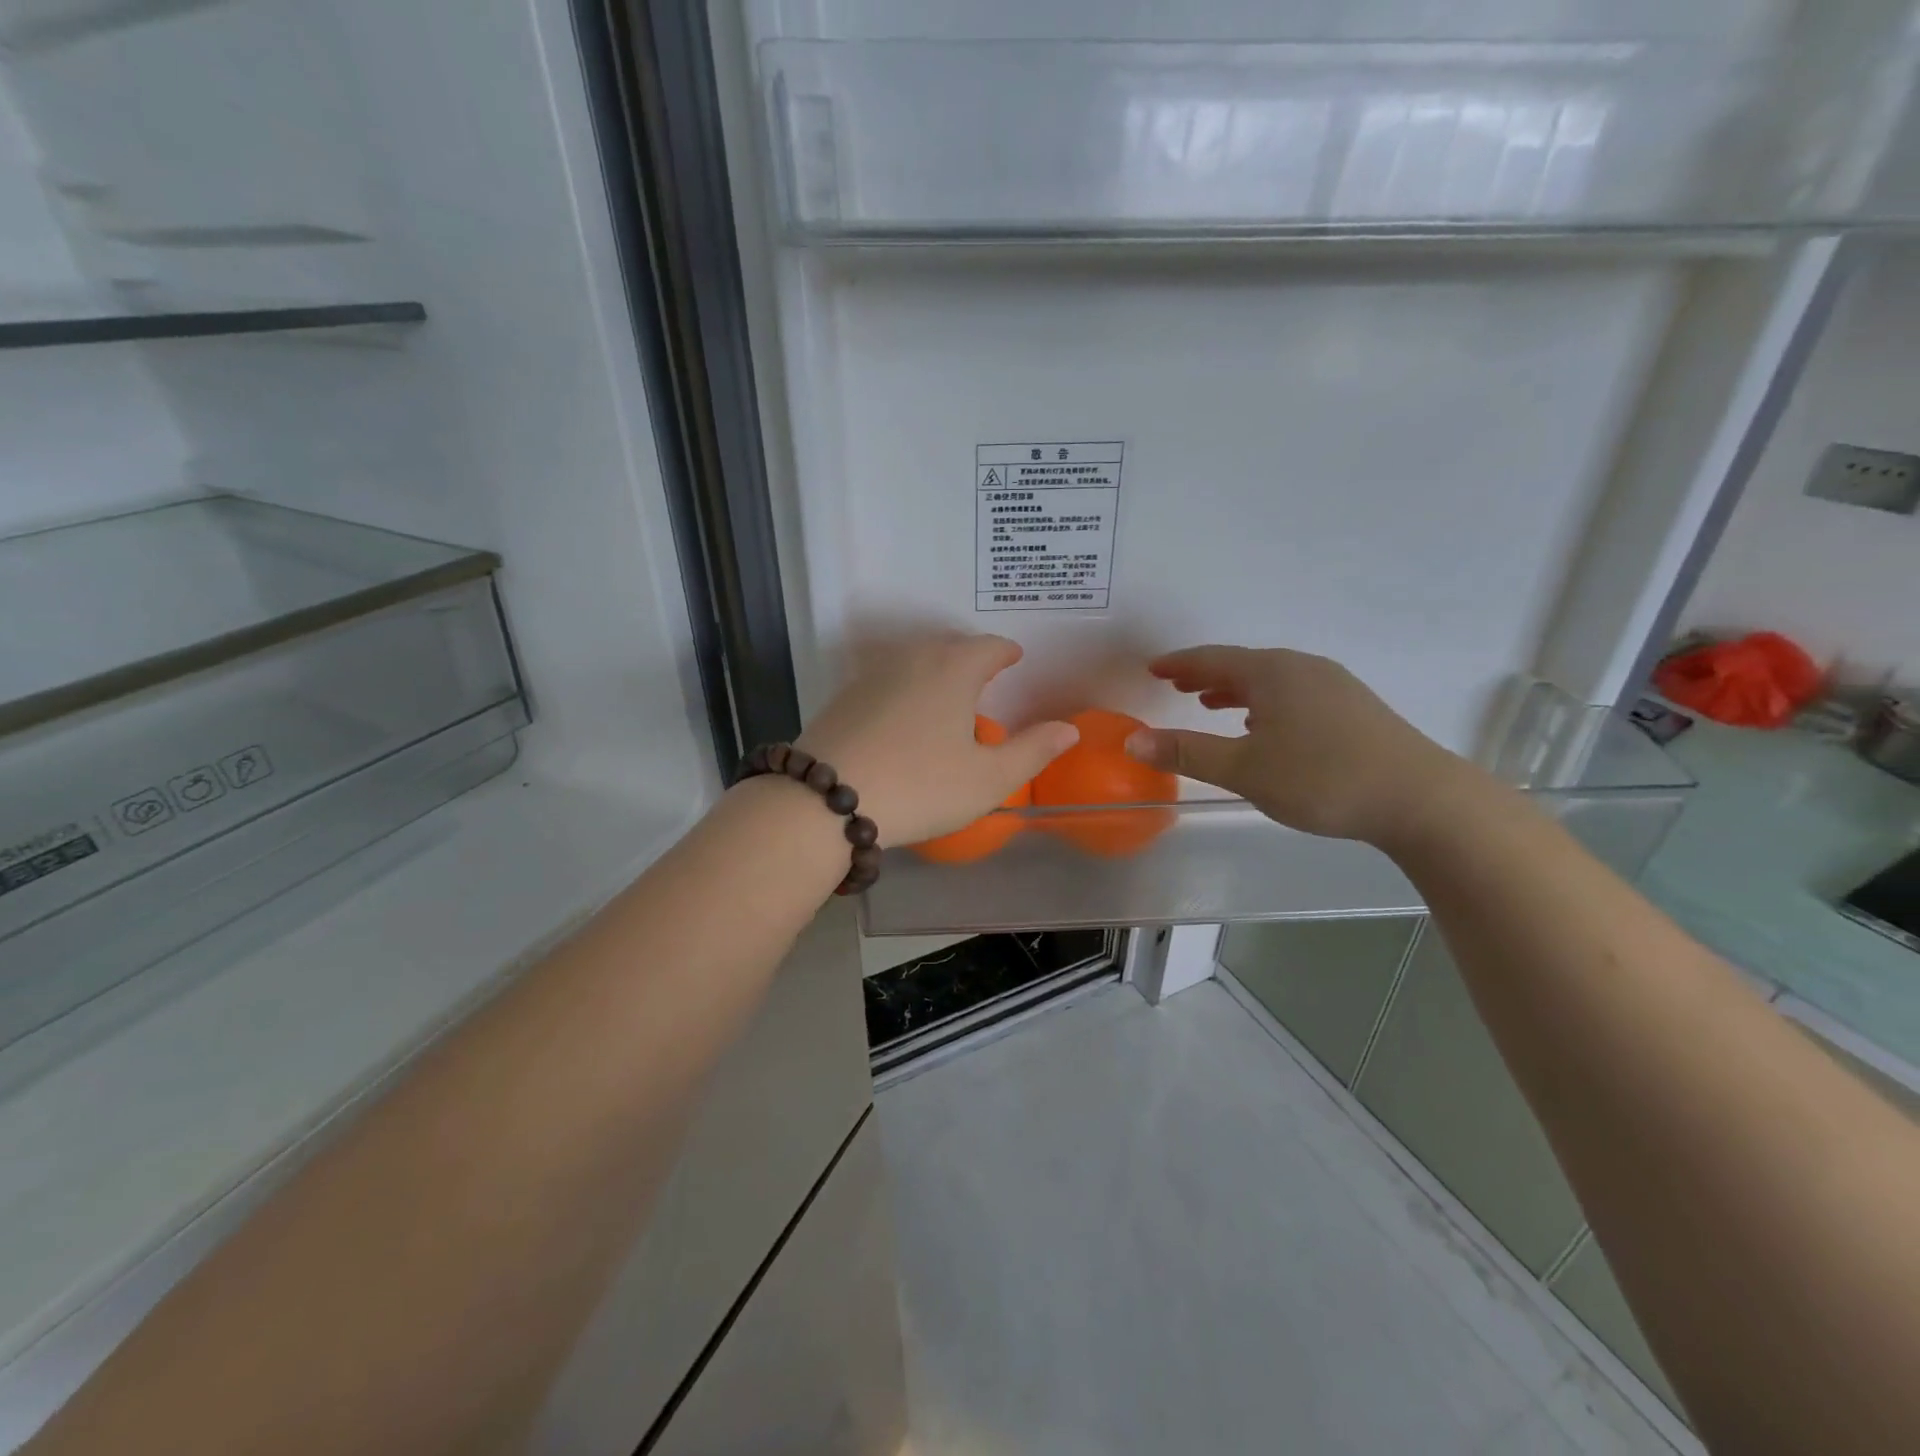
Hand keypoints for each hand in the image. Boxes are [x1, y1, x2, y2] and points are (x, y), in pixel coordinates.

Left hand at [795, 634, 1077, 846]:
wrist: (824, 801)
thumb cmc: (921, 786)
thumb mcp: (988, 779)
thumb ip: (1033, 751)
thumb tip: (1068, 729)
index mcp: (953, 669)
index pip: (989, 647)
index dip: (1005, 652)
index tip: (1014, 657)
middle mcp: (912, 659)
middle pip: (949, 647)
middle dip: (971, 658)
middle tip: (984, 678)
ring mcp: (872, 675)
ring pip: (914, 661)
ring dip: (935, 671)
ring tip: (946, 697)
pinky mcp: (843, 697)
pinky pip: (886, 682)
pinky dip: (904, 689)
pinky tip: (902, 718)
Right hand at [1124, 645, 1470, 846]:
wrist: (1421, 799)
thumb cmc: (1322, 778)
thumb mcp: (1244, 769)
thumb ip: (1187, 753)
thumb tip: (1132, 741)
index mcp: (1272, 672)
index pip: (1213, 659)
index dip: (1179, 664)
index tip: (1152, 669)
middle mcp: (1303, 668)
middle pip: (1243, 665)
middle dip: (1206, 675)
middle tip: (1176, 685)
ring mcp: (1334, 686)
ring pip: (1271, 680)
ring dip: (1236, 689)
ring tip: (1211, 704)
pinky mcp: (1355, 709)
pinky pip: (1294, 694)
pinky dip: (1265, 702)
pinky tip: (1265, 726)